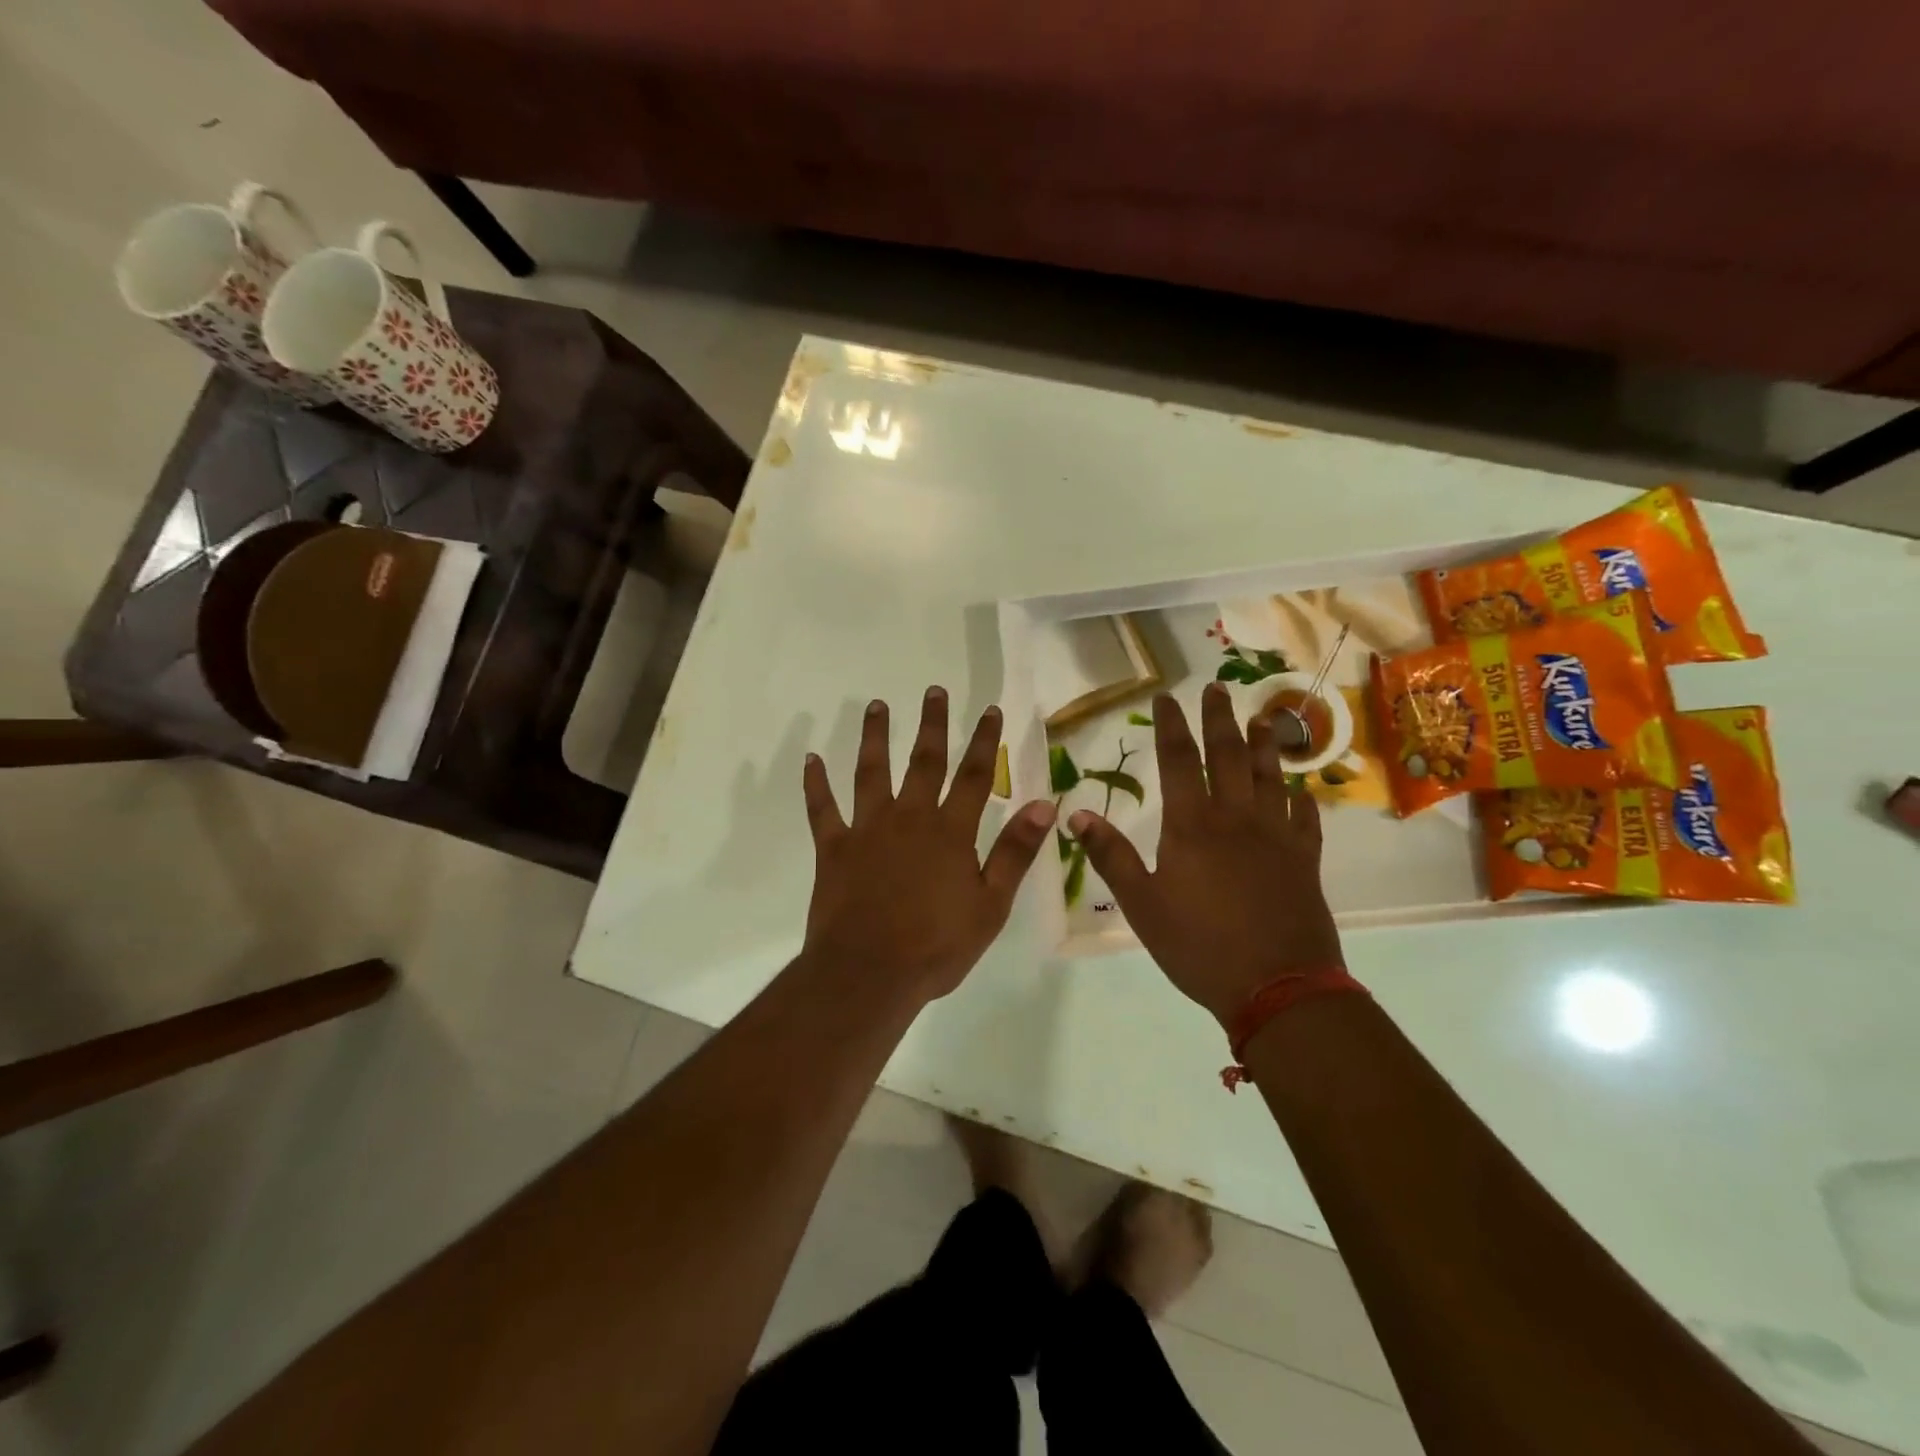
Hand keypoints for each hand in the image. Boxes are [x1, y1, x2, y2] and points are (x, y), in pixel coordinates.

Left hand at [802, 687, 1056, 1002]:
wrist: (869, 974)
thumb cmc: (937, 946)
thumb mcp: (990, 905)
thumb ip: (1015, 852)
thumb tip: (1044, 804)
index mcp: (950, 832)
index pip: (973, 776)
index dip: (983, 741)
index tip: (989, 710)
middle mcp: (909, 818)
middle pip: (923, 761)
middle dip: (931, 724)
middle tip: (932, 690)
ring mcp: (867, 830)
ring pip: (870, 772)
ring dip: (874, 737)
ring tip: (876, 706)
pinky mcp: (833, 848)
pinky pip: (822, 809)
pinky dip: (815, 784)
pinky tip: (811, 760)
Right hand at [1070, 684, 1343, 1026]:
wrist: (1278, 987)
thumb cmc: (1199, 946)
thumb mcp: (1141, 905)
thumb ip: (1110, 856)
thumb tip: (1076, 815)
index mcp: (1192, 826)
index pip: (1179, 761)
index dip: (1171, 725)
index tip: (1167, 696)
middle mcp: (1236, 819)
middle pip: (1227, 756)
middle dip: (1219, 719)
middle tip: (1216, 688)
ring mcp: (1276, 837)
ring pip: (1270, 778)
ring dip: (1264, 745)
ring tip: (1262, 719)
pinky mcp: (1305, 861)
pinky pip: (1306, 820)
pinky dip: (1302, 800)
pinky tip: (1302, 791)